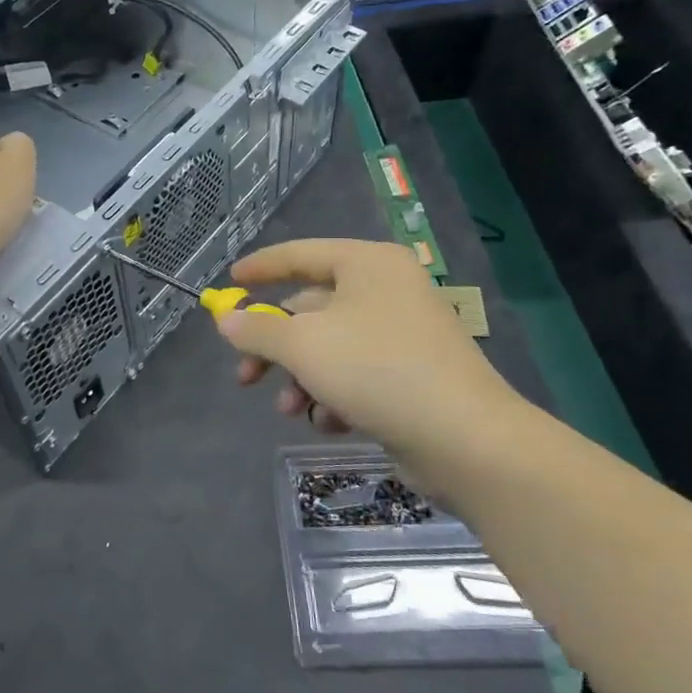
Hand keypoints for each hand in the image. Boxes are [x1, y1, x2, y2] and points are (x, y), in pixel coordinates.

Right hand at [217, 239, 529, 472]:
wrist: (465, 438)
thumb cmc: (376, 371)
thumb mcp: (303, 345)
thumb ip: (257, 330)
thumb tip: (226, 319)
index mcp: (367, 264)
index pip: (301, 254)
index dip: (261, 268)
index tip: (229, 281)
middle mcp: (387, 290)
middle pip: (310, 309)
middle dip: (275, 347)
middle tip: (245, 376)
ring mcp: (403, 333)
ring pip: (330, 347)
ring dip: (301, 378)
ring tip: (290, 409)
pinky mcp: (412, 374)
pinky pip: (356, 373)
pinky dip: (334, 395)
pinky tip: (330, 422)